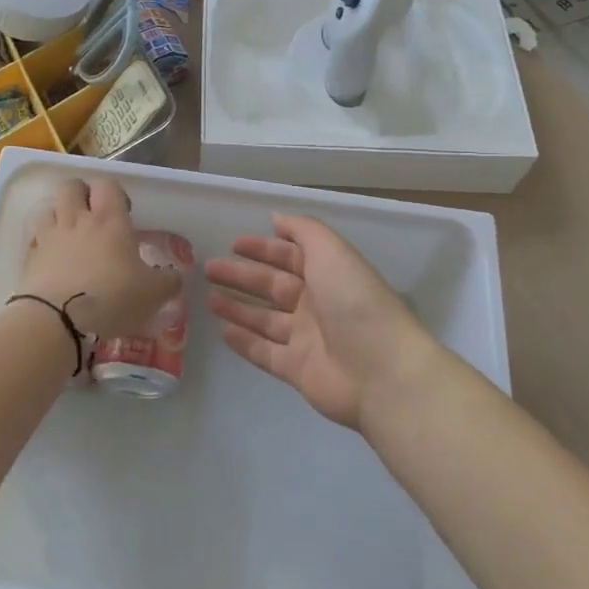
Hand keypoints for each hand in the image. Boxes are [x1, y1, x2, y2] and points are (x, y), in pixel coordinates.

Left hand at [17, 177, 182, 338]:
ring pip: (49, 208)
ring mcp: (50, 237)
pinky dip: (43, 243)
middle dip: (81, 194)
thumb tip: (175, 276)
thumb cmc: (112, 299)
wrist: (56, 320)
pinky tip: (53, 260)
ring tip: (70, 237)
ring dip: (59, 216)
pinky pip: (35, 239)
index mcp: (110, 221)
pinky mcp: (30, 258)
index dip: (115, 193)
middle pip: (71, 186)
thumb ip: (168, 282)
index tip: (123, 213)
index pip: (108, 185)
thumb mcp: (152, 294)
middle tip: (93, 216)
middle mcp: (77, 220)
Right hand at [205, 214, 443, 429]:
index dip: (263, 248)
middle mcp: (317, 304)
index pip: (291, 256)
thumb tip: (276, 218)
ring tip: (208, 297)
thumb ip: (303, 231)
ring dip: (238, 307)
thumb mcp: (331, 252)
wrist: (380, 371)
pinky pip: (264, 352)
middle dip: (242, 275)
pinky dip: (244, 341)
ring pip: (265, 319)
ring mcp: (307, 338)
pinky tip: (222, 331)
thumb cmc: (355, 302)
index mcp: (329, 274)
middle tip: (210, 268)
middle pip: (273, 286)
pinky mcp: (297, 369)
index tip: (233, 243)